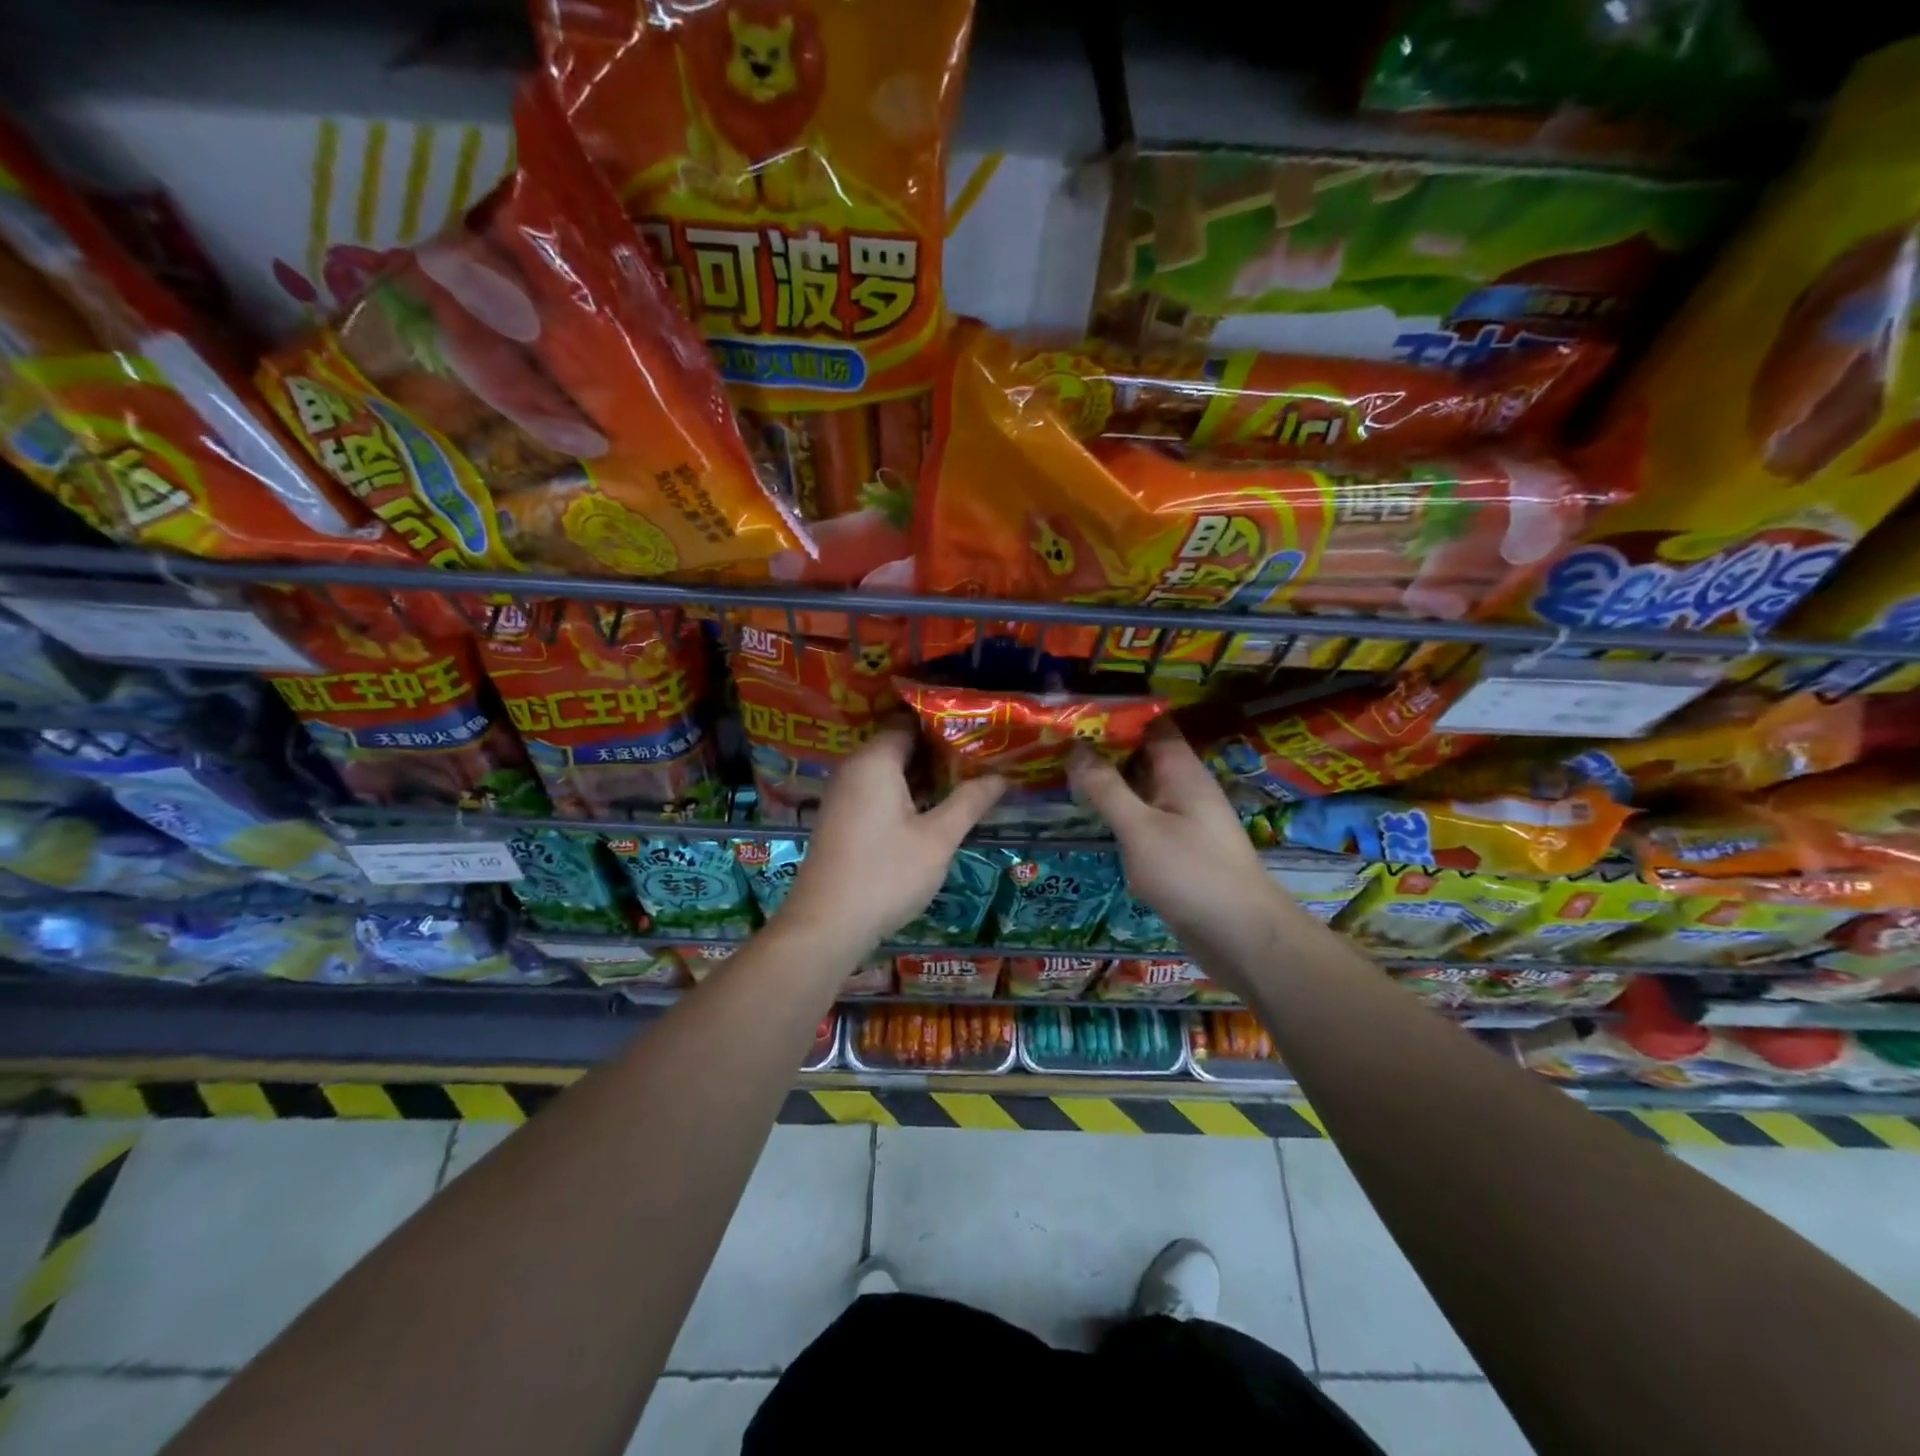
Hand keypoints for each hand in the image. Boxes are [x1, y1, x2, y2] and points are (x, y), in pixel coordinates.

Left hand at [778, 723, 1005, 953]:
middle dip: (940, 750)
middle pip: (900, 744)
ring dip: (925, 775)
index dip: (946, 723)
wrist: (827, 926)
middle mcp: (854, 769)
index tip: (979, 730)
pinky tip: (935, 809)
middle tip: (983, 755)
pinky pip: (879, 792)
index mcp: (874, 761)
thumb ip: (969, 802)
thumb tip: (1001, 776)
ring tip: (969, 779)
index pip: (910, 721)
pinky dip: (906, 794)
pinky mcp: (843, 819)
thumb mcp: (938, 838)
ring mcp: (845, 795)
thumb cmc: (886, 874)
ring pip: (890, 771)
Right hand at [1069, 725, 1299, 973]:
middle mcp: (1184, 787)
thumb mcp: (1140, 829)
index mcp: (1182, 771)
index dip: (1117, 715)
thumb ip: (1106, 788)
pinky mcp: (1176, 847)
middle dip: (1103, 747)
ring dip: (1107, 779)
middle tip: (1055, 741)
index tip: (1076, 712)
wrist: (1241, 935)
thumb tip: (1075, 747)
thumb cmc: (1191, 873)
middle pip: (1142, 754)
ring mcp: (1181, 818)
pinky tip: (1087, 813)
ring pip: (1139, 786)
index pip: (1152, 724)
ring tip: (1060, 770)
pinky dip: (1117, 809)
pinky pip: (1142, 815)